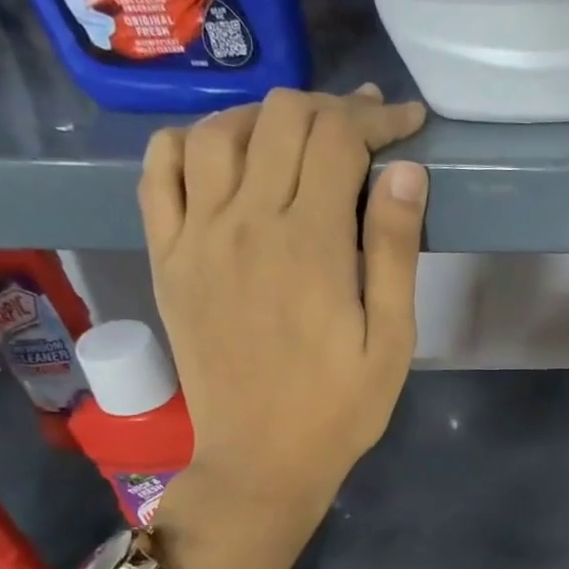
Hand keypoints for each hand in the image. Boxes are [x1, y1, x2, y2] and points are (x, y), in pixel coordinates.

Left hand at [139, 85, 427, 520]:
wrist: (262, 460)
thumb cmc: (341, 407)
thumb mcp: (392, 339)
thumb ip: (395, 250)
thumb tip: (404, 170)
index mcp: (309, 242)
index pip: (339, 138)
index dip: (378, 118)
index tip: (409, 122)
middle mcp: (244, 221)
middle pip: (281, 119)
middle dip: (332, 109)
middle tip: (366, 130)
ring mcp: (195, 236)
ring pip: (217, 131)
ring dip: (266, 117)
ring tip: (300, 136)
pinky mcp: (167, 256)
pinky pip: (159, 170)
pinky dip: (190, 142)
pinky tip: (222, 153)